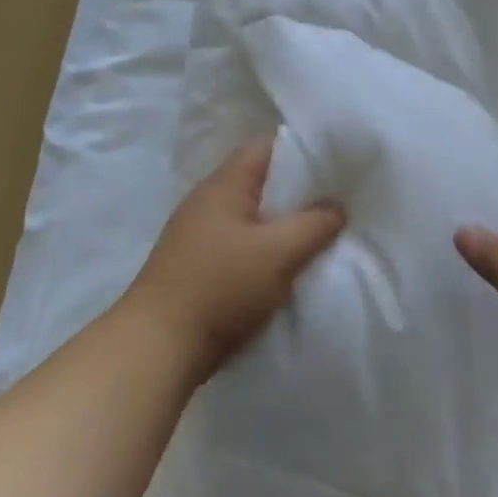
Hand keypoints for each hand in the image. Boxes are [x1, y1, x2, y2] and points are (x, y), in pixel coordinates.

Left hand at [121, 138, 345, 381]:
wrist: (159, 348)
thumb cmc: (221, 287)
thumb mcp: (280, 252)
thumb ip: (315, 224)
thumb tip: (337, 207)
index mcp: (223, 185)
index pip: (267, 148)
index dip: (304, 151)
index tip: (338, 166)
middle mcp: (208, 202)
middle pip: (262, 183)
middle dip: (300, 193)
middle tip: (338, 204)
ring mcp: (199, 236)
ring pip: (254, 218)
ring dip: (285, 226)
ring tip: (321, 236)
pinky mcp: (199, 267)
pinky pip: (244, 246)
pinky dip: (268, 251)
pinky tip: (290, 267)